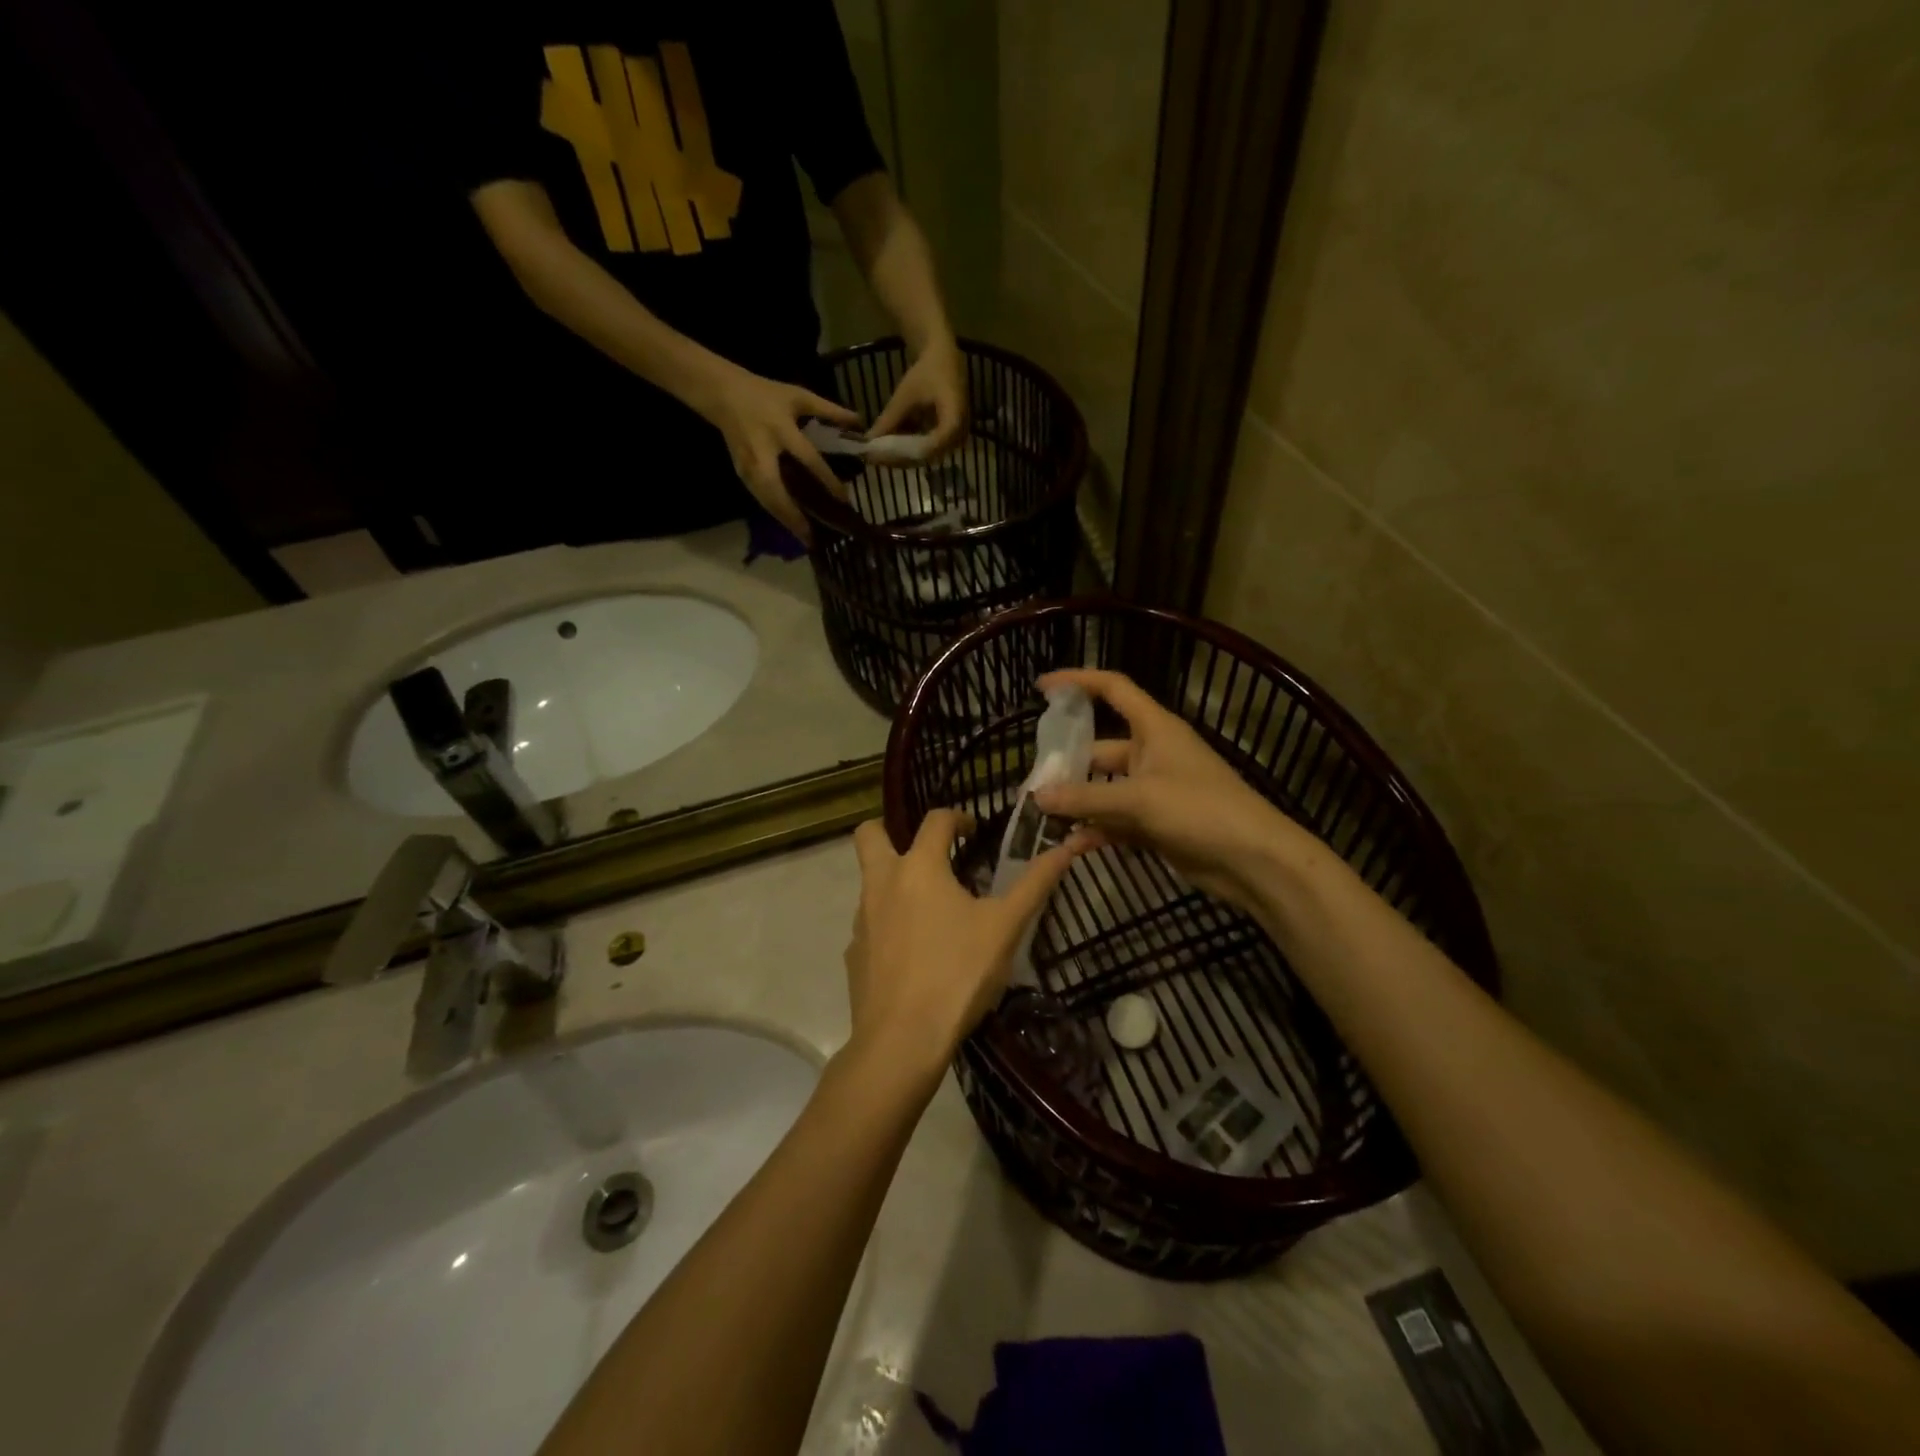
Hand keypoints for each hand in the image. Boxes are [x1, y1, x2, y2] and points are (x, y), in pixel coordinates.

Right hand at [697, 363, 861, 541]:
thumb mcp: (798, 396)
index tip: (844, 499)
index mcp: (780, 429)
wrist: (722, 393)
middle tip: (814, 537)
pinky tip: (790, 525)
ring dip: (785, 520)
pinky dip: (775, 513)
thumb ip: (830, 410)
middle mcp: (763, 452)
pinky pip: (760, 498)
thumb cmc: (764, 394)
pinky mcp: (741, 474)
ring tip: (805, 539)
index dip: (827, 480)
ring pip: (766, 500)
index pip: (808, 459)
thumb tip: (860, 423)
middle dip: (795, 515)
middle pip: (778, 491)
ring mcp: (748, 466)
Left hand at [844, 811, 1091, 1081]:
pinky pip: (870, 924)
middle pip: (869, 834)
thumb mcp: (1006, 927)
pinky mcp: (854, 953)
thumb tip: (1068, 845)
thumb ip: (1035, 882)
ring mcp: (862, 919)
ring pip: (870, 881)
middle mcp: (882, 883)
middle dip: (890, 830)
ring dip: (895, 881)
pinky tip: (915, 953)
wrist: (902, 1040)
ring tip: (932, 910)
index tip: (974, 833)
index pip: (935, 820)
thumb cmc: (958, 974)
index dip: (958, 818)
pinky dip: (889, 924)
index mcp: (919, 868)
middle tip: (925, 852)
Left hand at [866, 335, 967, 458]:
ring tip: (879, 450)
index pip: (927, 448)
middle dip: (898, 457)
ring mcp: (954, 440)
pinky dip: (907, 448)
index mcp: (953, 421)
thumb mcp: (905, 395)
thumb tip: (869, 440)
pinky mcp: (948, 440)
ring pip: (924, 456)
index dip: (902, 454)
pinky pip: (926, 450)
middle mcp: (958, 437)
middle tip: (874, 456)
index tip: (880, 455)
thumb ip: (889, 419)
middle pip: (925, 456)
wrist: (945, 359)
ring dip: (901, 454)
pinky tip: (890, 445)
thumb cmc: (928, 372)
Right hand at [1031, 669, 1315, 912]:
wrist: (1252, 859)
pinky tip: (1071, 845)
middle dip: (1068, 764)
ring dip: (1078, 803)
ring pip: (1105, 789)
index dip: (1078, 682)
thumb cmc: (1200, 810)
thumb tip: (1038, 797)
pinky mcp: (1156, 824)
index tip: (1042, 688)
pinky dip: (1096, 830)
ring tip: (1042, 817)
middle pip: (1100, 749)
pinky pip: (1116, 821)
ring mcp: (1154, 791)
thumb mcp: (1138, 799)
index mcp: (1154, 729)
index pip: (1113, 689)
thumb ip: (1086, 798)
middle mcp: (1152, 754)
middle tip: (1033, 782)